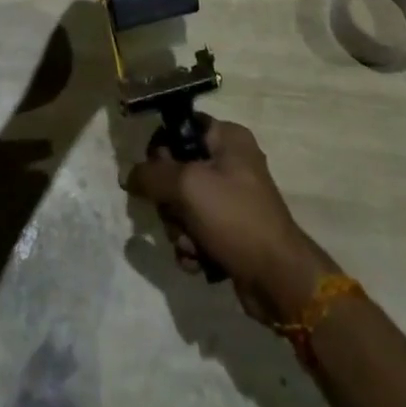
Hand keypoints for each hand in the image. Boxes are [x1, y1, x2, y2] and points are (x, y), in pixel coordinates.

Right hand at [125, 120, 339, 323]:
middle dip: (170, 203)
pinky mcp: (230, 231)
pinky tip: (200, 262)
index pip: (182, 128)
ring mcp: (231, 199)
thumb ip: (152, 175)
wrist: (277, 279)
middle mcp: (230, 162)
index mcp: (228, 138)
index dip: (162, 150)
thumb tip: (128, 174)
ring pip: (183, 206)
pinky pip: (195, 231)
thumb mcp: (188, 186)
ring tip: (193, 245)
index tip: (153, 174)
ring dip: (179, 230)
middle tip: (178, 217)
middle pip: (177, 172)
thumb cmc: (235, 218)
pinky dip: (192, 248)